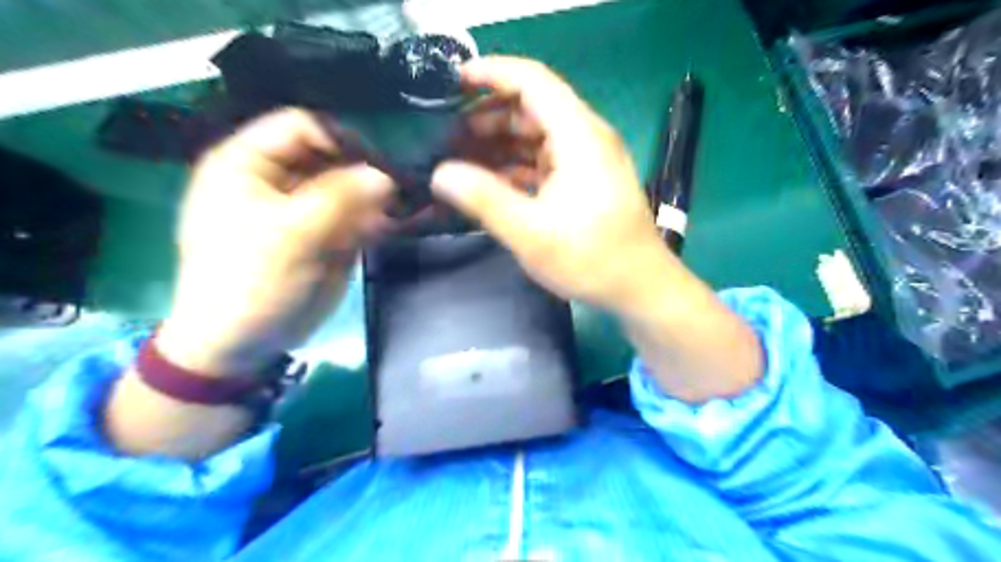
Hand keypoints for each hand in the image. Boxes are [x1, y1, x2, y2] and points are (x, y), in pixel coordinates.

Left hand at [157, 108, 393, 375]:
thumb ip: (339, 199)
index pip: (302, 127)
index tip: (378, 163)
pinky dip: (377, 220)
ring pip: (352, 187)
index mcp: (250, 163)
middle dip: (365, 171)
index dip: (340, 139)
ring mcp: (309, 207)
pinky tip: (390, 228)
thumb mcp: (289, 235)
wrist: (245, 341)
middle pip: (333, 156)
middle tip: (397, 190)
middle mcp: (282, 178)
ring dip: (376, 198)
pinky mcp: (330, 233)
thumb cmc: (249, 281)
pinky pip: (360, 216)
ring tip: (396, 212)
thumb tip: (386, 175)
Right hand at [431, 57, 671, 317]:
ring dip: (500, 142)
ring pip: (537, 135)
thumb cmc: (591, 259)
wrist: (640, 287)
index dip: (491, 73)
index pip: (532, 80)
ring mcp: (587, 159)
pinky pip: (545, 159)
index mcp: (578, 136)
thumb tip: (441, 173)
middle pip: (532, 106)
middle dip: (488, 115)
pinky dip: (517, 165)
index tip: (453, 81)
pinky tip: (491, 182)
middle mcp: (586, 137)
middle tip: (448, 134)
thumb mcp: (531, 233)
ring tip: (461, 157)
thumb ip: (484, 200)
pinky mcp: (585, 180)